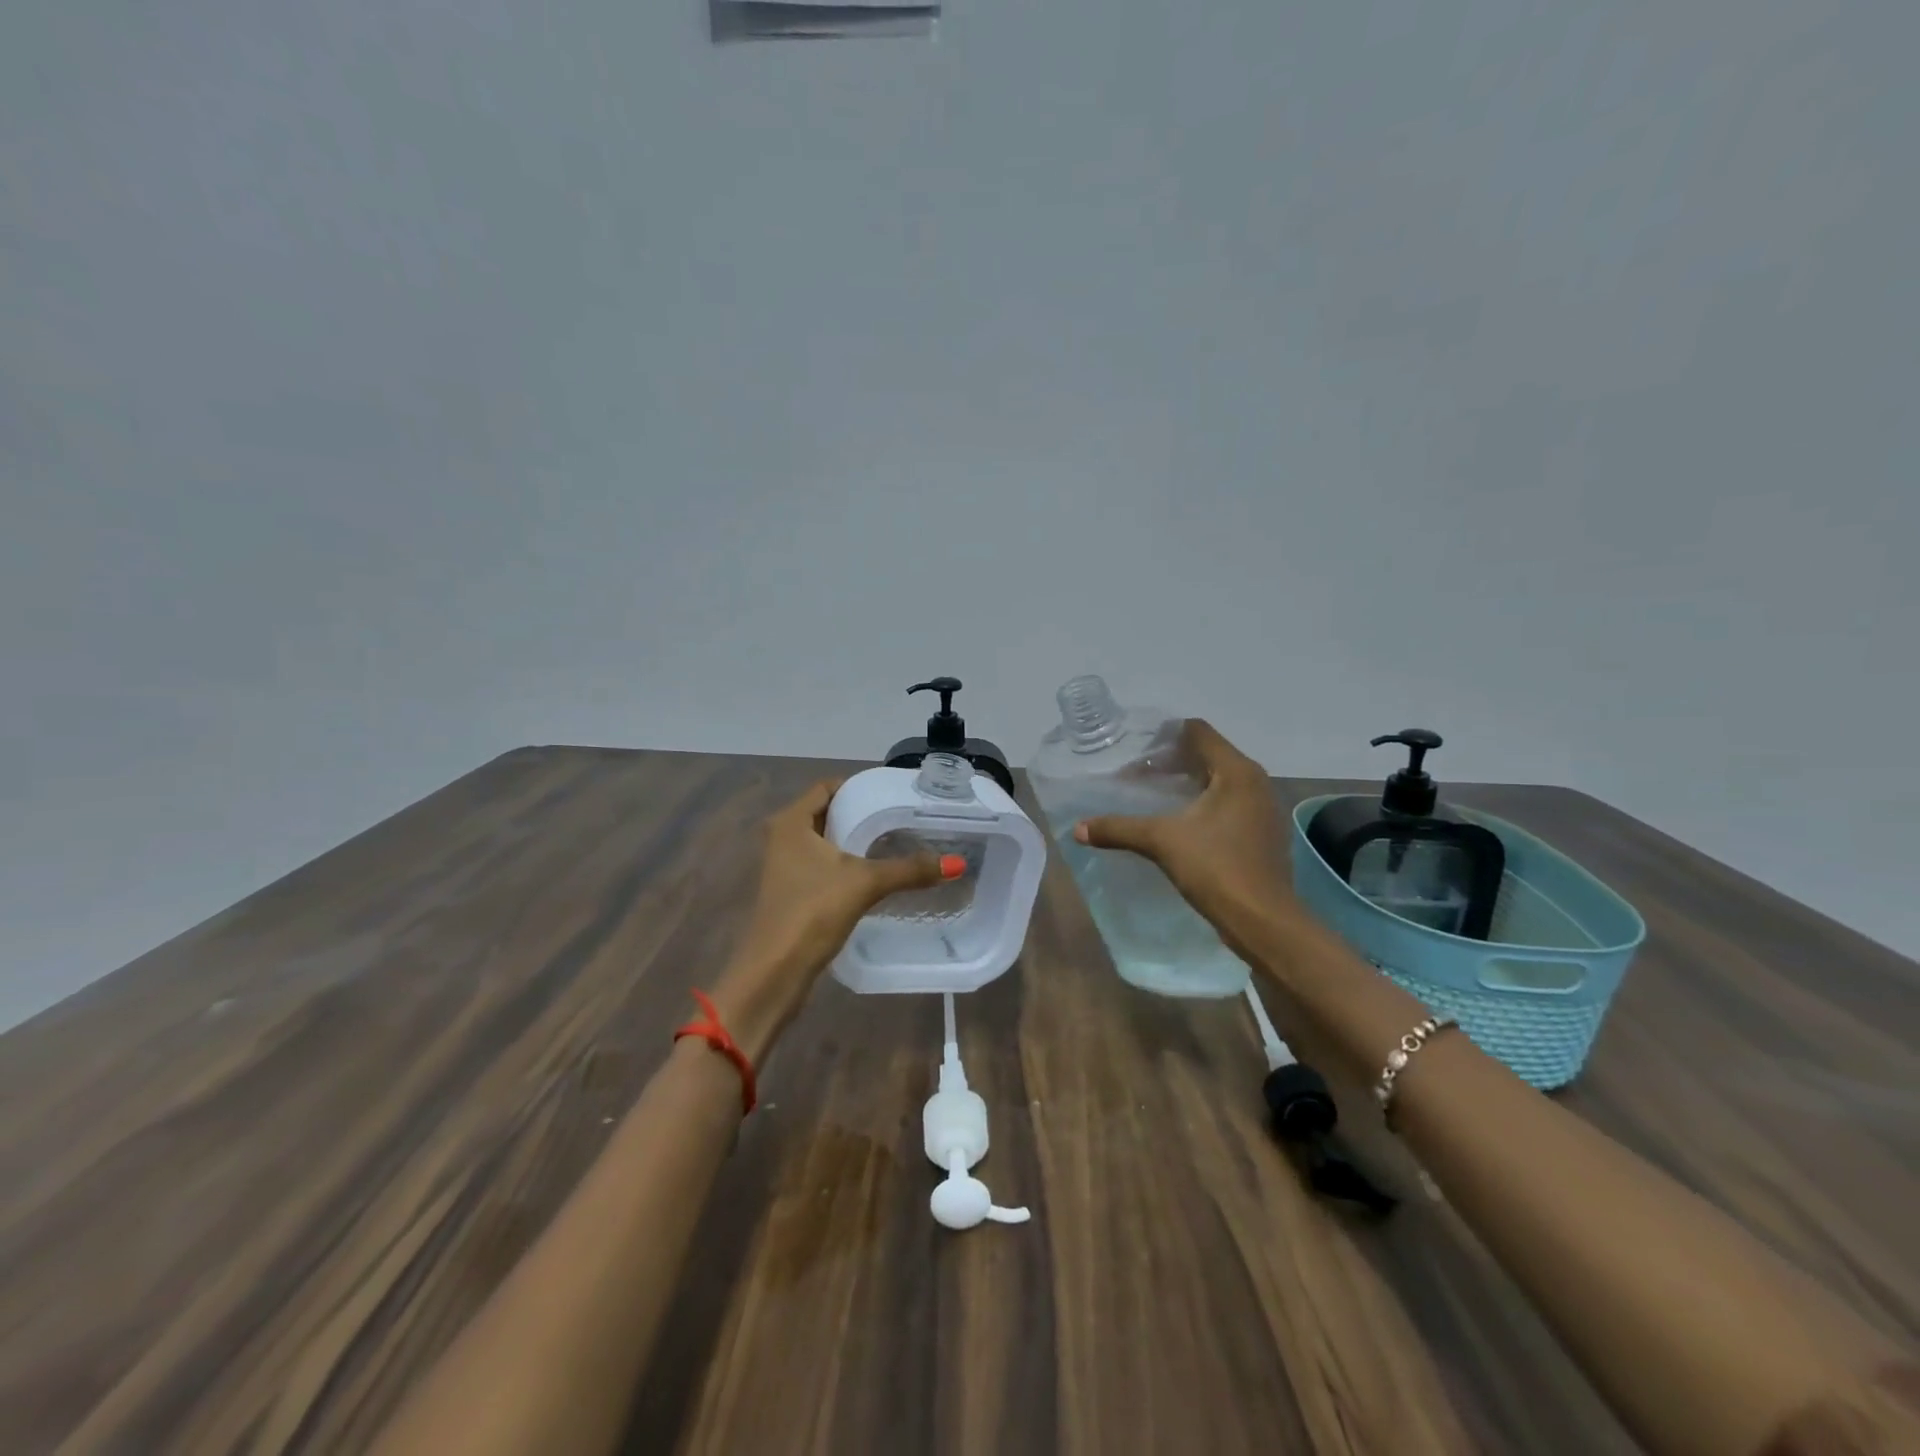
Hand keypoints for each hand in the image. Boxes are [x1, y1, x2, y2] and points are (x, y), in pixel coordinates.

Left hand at [714, 780, 952, 1058]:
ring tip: (892, 841)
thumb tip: (956, 864)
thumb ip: (909, 870)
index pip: (826, 787)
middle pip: (826, 813)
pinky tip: (872, 874)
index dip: (857, 786)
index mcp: (790, 822)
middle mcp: (782, 838)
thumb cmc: (813, 912)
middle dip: (859, 813)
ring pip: (823, 841)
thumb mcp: (865, 884)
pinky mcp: (790, 892)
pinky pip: (821, 865)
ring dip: (852, 840)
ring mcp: (783, 867)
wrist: (775, 971)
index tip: (891, 793)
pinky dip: (844, 863)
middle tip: (898, 816)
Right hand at [1073, 719, 1288, 937]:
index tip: (1137, 748)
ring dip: (1189, 783)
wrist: (1263, 920)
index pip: (1199, 732)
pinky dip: (1205, 805)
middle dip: (1173, 761)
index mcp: (1237, 772)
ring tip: (1156, 796)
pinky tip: (1182, 823)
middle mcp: (1256, 783)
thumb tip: (1077, 829)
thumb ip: (1118, 829)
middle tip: (1138, 774)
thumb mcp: (1161, 842)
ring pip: (1221, 781)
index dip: (1166, 734)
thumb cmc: (1216, 867)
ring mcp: (1264, 809)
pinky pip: (1230, 804)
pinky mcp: (1264, 834)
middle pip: (1210, 754)